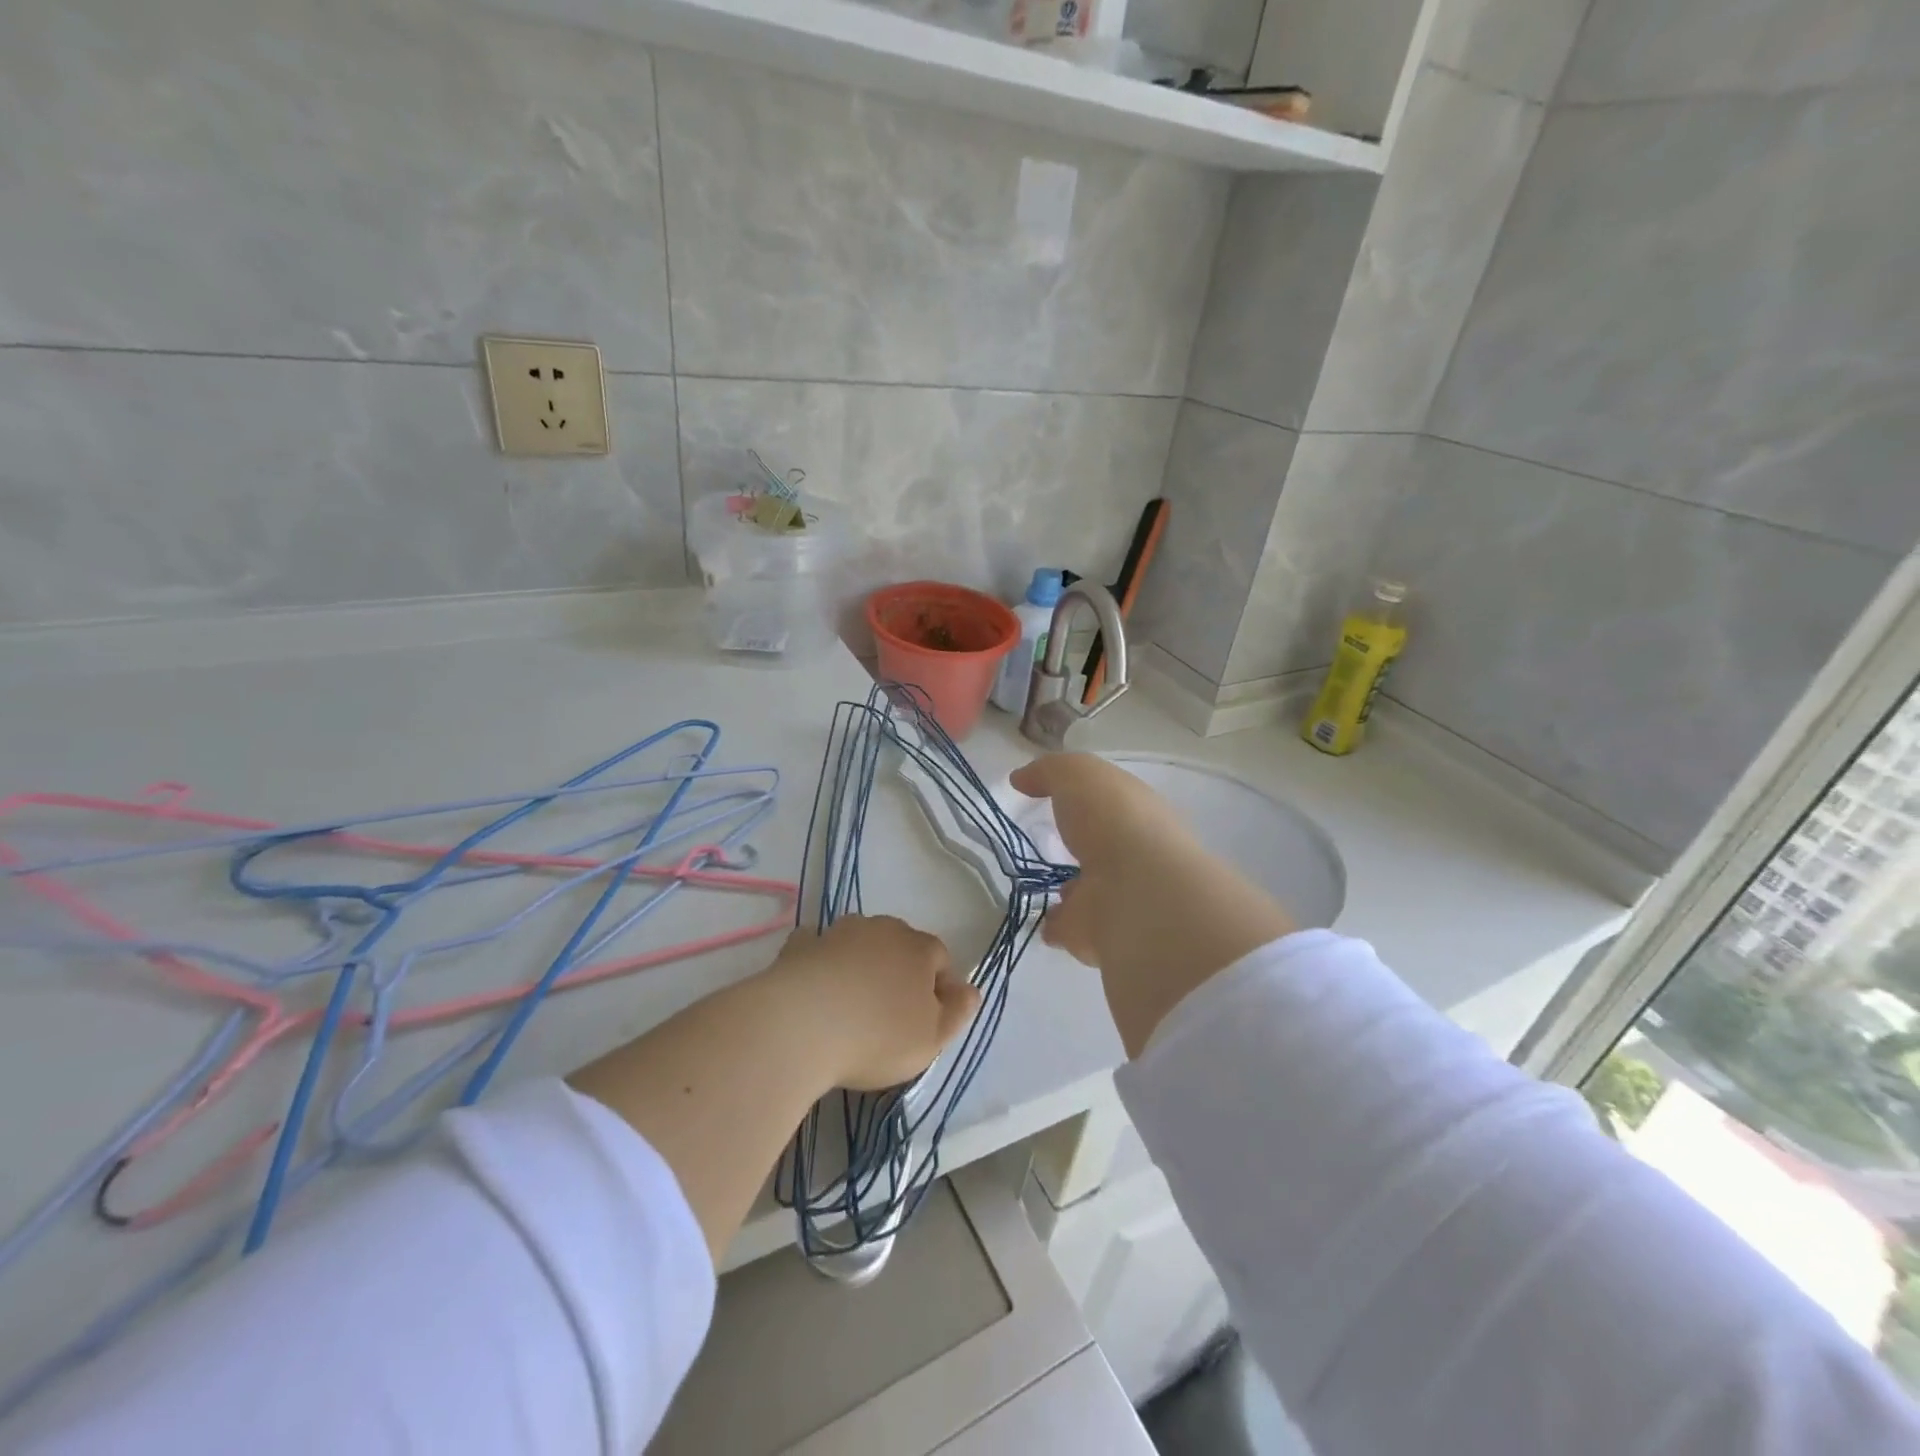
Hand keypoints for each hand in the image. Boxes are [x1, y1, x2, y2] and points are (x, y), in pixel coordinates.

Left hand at [763, 915, 980, 1091]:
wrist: (801, 1026)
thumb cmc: (877, 1036)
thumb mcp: (932, 1038)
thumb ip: (958, 1012)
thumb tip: (970, 989)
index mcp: (920, 948)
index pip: (941, 958)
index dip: (939, 988)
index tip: (927, 1021)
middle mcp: (883, 929)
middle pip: (900, 945)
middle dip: (899, 971)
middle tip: (889, 1014)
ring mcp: (839, 932)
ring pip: (860, 941)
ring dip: (861, 962)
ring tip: (850, 1002)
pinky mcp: (802, 945)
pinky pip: (817, 947)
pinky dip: (820, 960)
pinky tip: (814, 984)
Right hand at [1009, 755, 1294, 1055]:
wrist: (1136, 893)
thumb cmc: (1112, 820)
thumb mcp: (1078, 774)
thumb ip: (1049, 772)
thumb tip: (1021, 778)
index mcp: (1138, 814)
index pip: (1114, 804)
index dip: (1090, 799)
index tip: (1058, 798)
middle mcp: (1135, 856)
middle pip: (1104, 849)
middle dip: (1084, 848)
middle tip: (1053, 845)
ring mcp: (1119, 899)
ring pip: (1090, 891)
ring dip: (1072, 891)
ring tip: (1043, 887)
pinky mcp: (1099, 937)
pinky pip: (1072, 928)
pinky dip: (1058, 926)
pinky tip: (1039, 920)